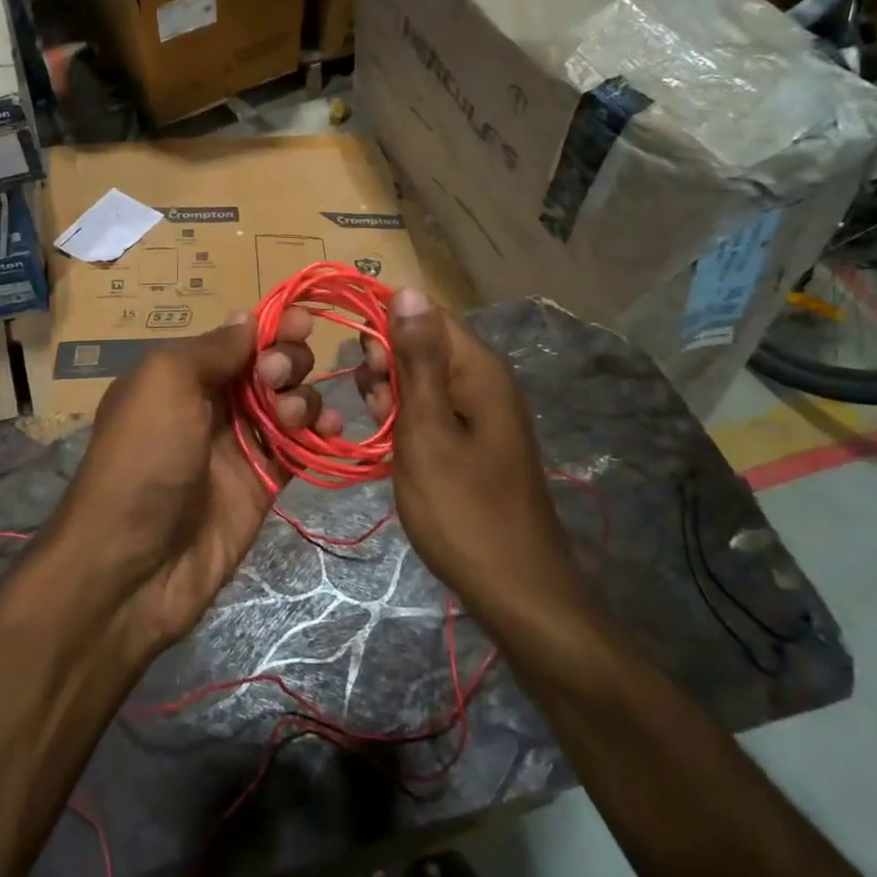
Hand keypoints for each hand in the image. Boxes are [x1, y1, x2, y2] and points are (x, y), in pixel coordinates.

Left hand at [45, 308, 333, 655]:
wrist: (133, 566)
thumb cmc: (143, 459)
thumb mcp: (164, 383)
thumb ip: (212, 348)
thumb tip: (248, 318)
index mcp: (182, 375)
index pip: (238, 338)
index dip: (272, 326)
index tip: (302, 321)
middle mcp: (213, 404)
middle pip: (269, 366)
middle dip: (286, 361)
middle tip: (275, 380)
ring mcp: (240, 445)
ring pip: (290, 403)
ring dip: (303, 397)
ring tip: (291, 416)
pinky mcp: (263, 483)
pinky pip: (300, 447)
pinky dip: (320, 433)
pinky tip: (330, 431)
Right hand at [355, 289, 588, 618]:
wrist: (515, 588)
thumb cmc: (463, 510)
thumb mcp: (427, 430)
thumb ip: (416, 359)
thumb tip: (406, 289)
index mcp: (477, 368)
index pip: (424, 313)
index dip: (385, 328)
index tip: (361, 366)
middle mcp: (482, 379)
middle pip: (421, 343)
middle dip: (386, 366)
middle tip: (376, 409)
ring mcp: (479, 410)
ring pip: (421, 378)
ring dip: (391, 396)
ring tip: (383, 432)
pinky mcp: (473, 438)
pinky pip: (431, 408)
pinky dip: (406, 420)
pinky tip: (393, 445)